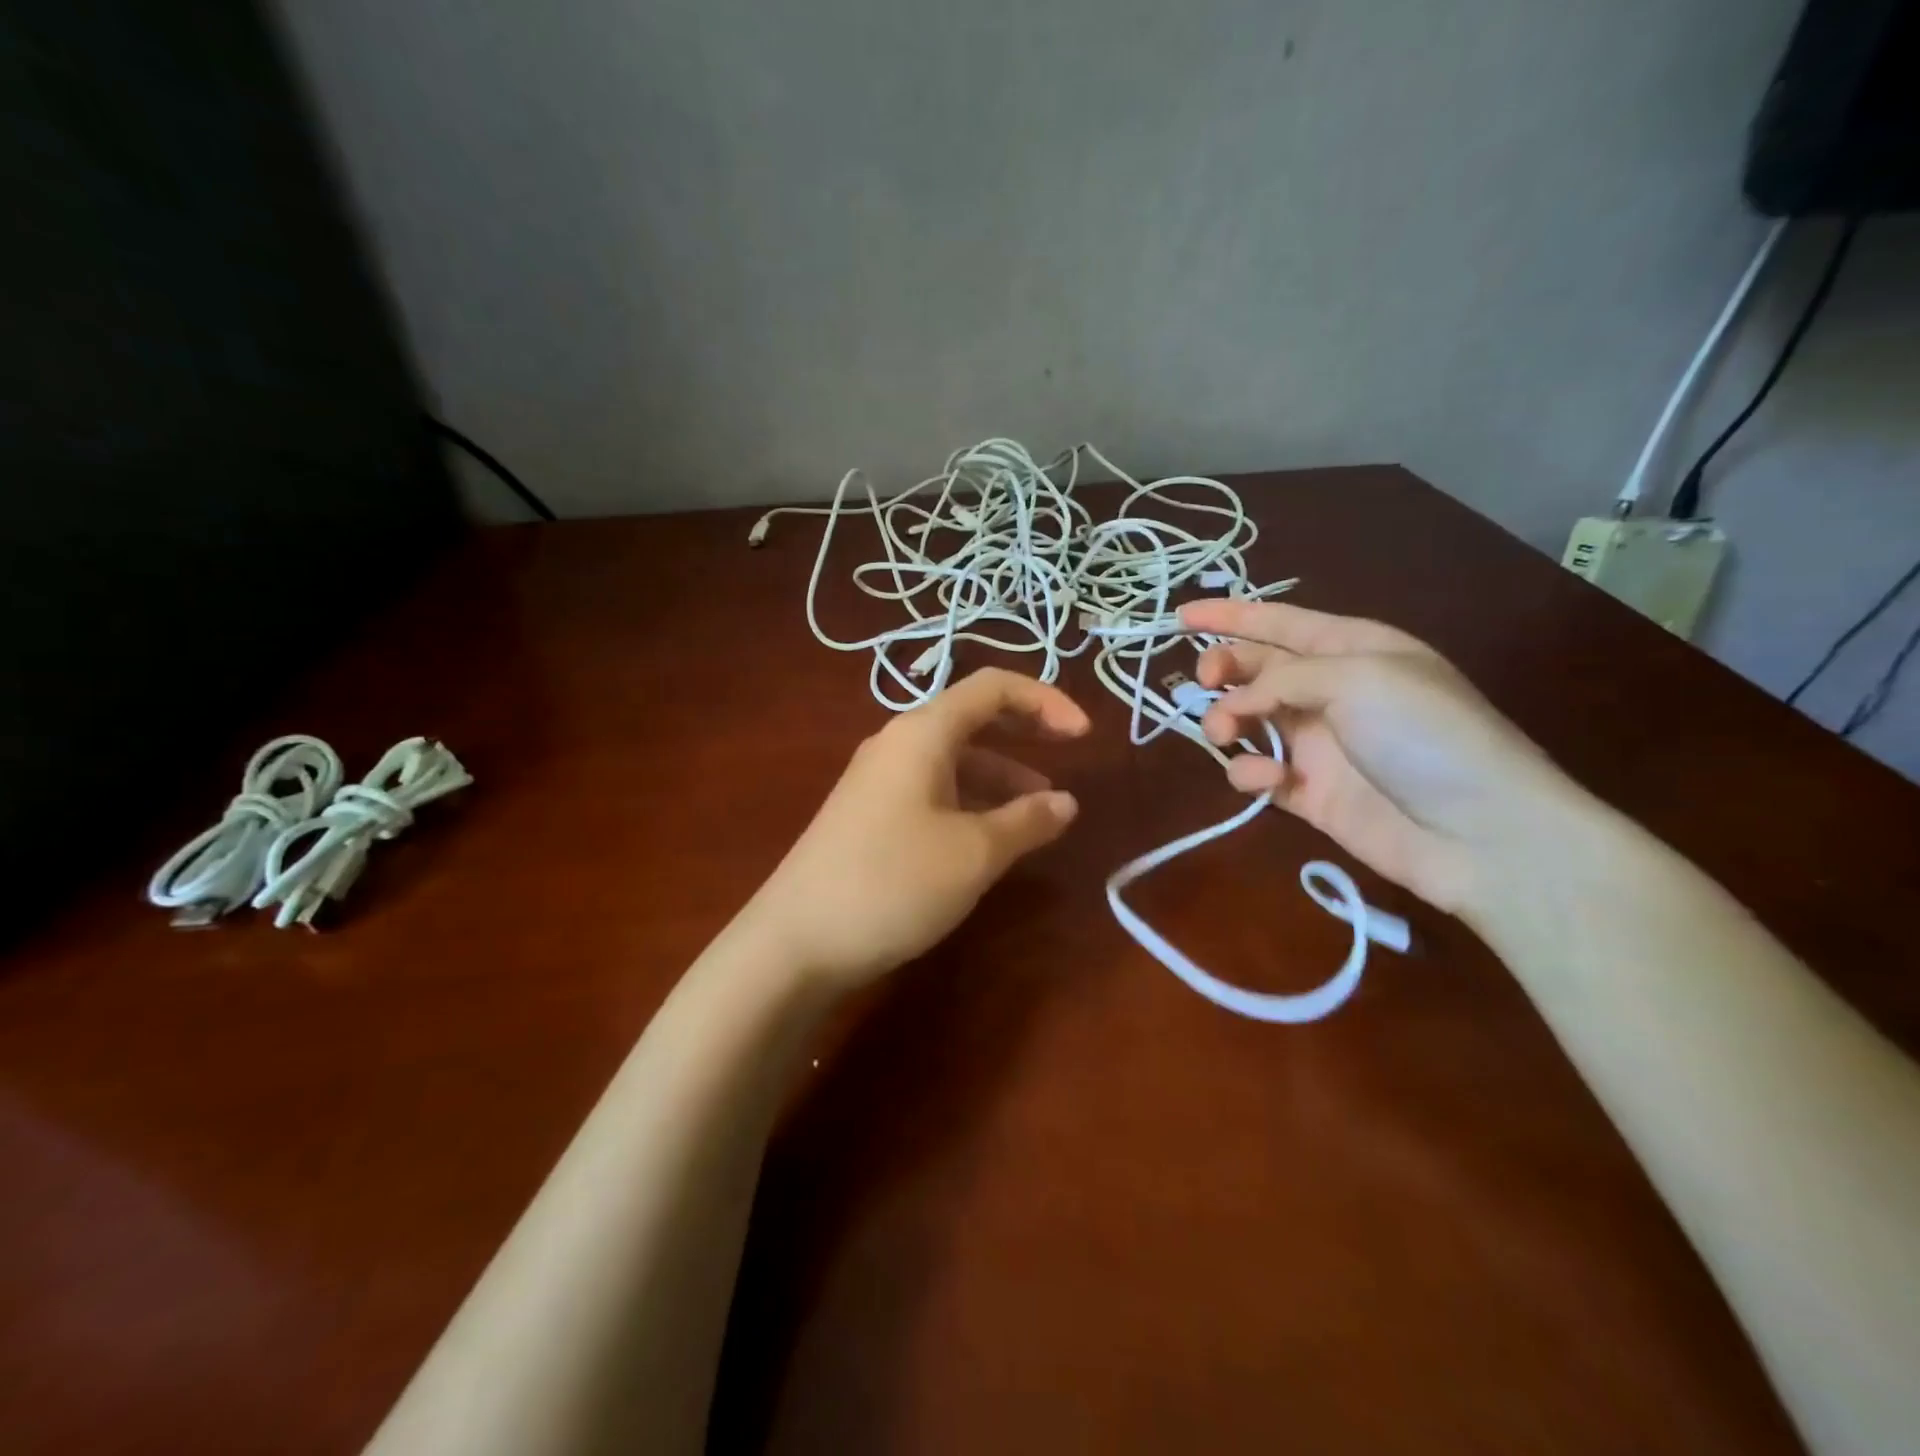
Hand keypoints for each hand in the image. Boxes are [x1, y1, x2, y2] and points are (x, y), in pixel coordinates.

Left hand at [748, 668, 1089, 986]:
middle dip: (1025, 731)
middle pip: (972, 717)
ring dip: (1001, 774)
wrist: (795, 941)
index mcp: (922, 733)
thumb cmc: (892, 882)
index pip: (992, 688)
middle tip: (1070, 753)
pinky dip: (971, 801)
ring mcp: (879, 780)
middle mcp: (898, 744)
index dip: (1045, 701)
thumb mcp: (973, 853)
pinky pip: (933, 790)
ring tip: (1040, 811)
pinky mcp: (870, 815)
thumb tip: (1065, 802)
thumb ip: (1026, 821)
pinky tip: (990, 837)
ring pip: (954, 759)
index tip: (1086, 736)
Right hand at [1181, 600, 1586, 913]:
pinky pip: (1258, 772)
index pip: (1279, 622)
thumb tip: (1234, 703)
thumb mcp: (1358, 678)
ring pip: (1247, 720)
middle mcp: (1331, 691)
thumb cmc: (1425, 735)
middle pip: (1256, 669)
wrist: (1479, 834)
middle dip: (1223, 669)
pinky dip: (1251, 773)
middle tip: (1205, 683)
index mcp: (1352, 649)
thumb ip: (1282, 677)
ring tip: (1224, 733)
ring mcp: (1318, 744)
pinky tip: (1268, 780)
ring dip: (1226, 721)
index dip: (1229, 615)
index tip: (1179, 616)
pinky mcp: (1308, 792)